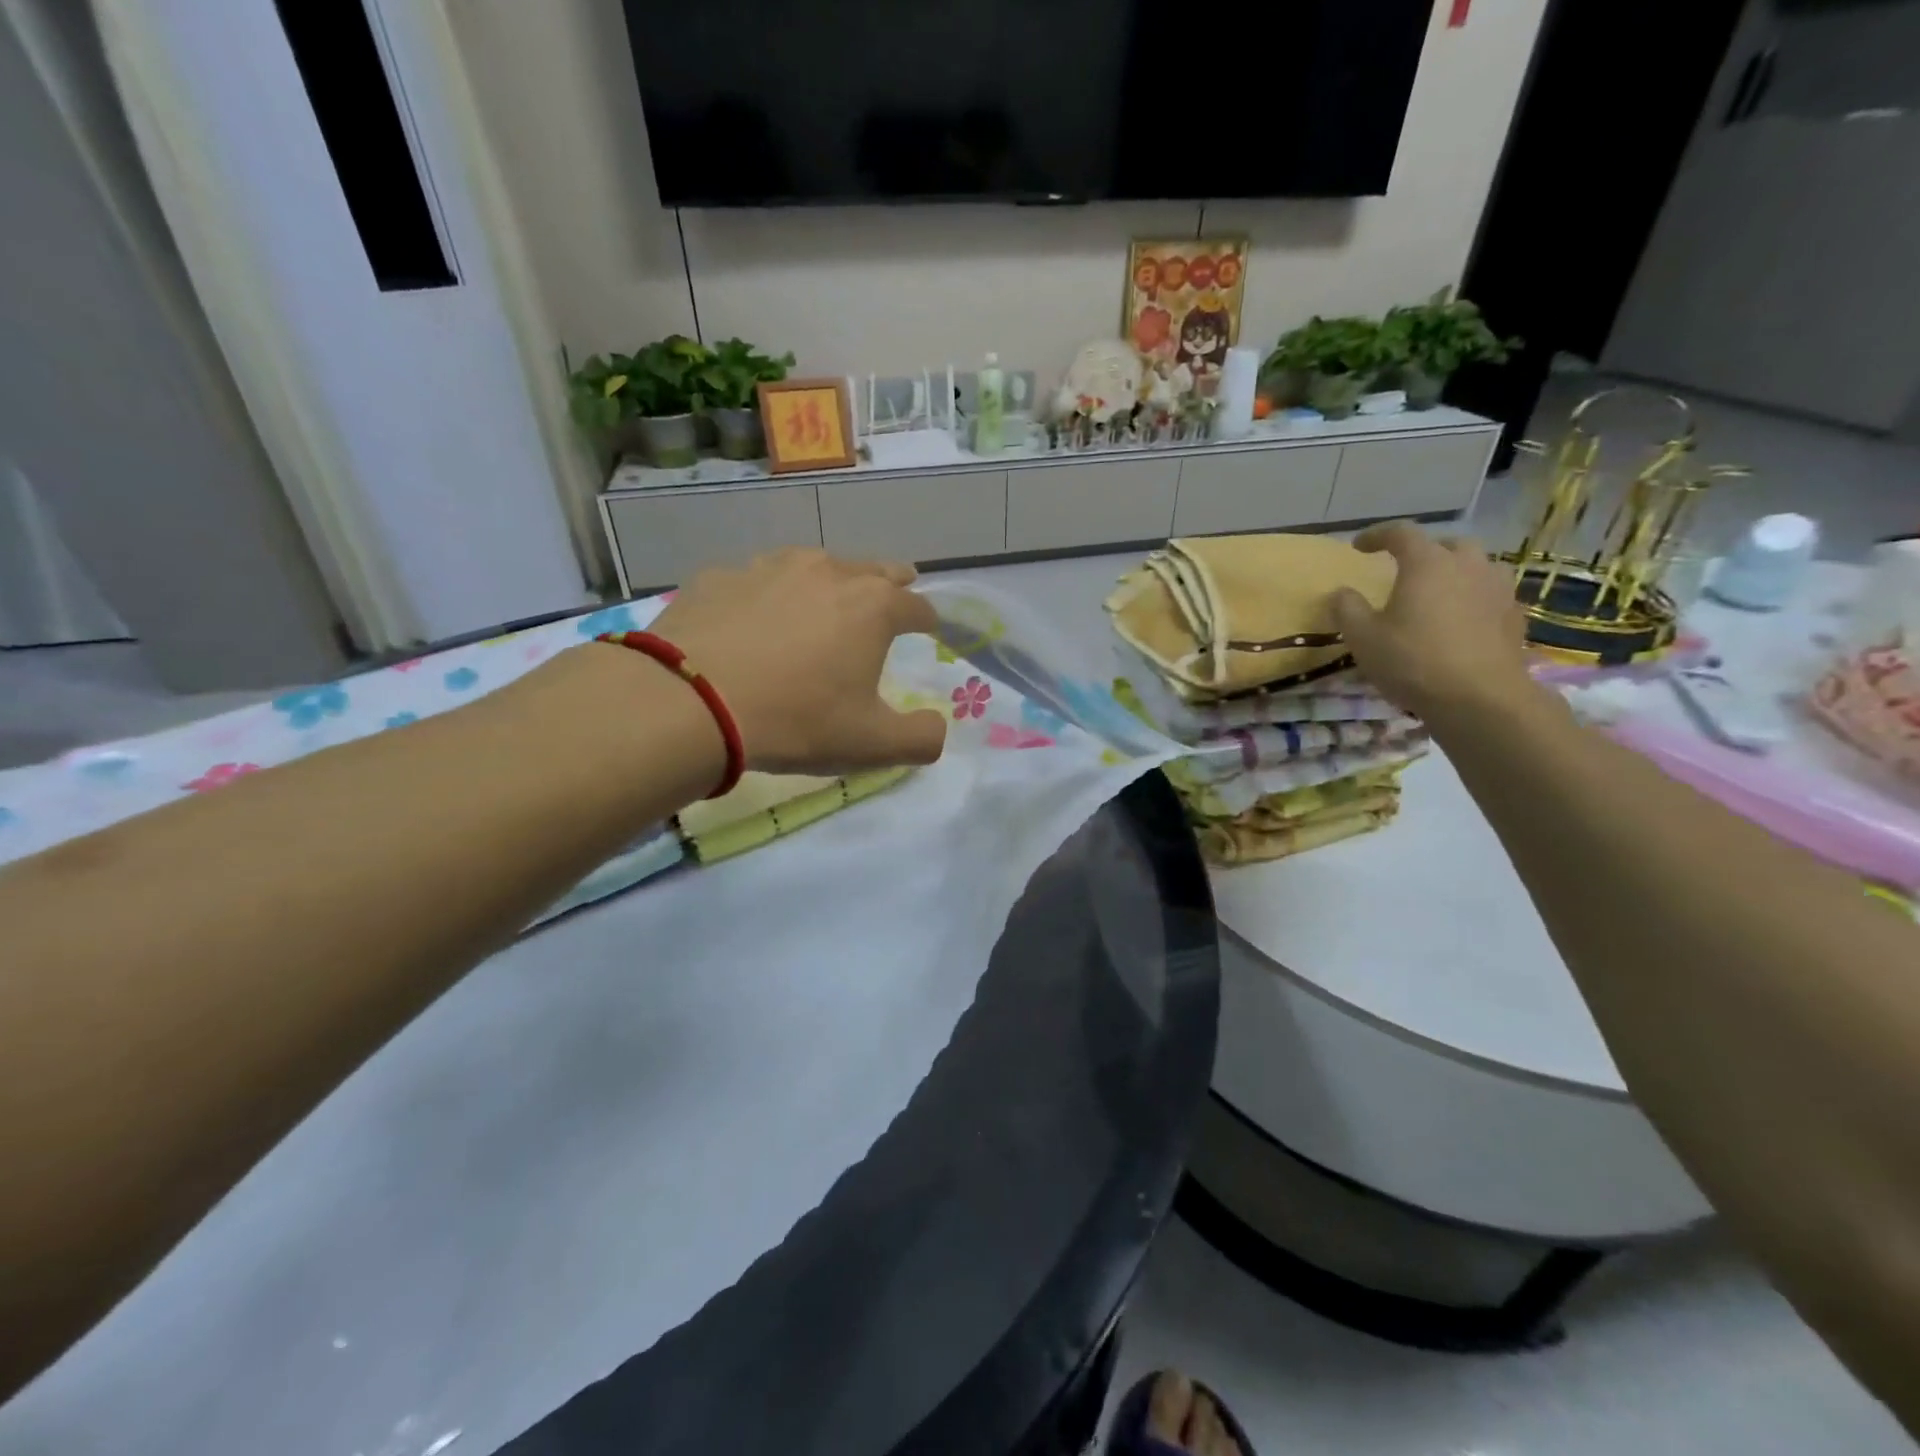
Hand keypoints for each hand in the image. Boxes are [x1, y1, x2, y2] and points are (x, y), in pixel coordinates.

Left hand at [644, 548, 946, 774]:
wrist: (690, 702)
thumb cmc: (796, 720)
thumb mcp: (872, 745)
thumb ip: (921, 738)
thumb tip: (938, 728)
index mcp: (873, 607)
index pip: (918, 606)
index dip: (928, 620)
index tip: (929, 630)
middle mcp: (827, 572)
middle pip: (874, 569)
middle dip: (890, 583)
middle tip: (894, 593)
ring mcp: (769, 567)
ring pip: (814, 565)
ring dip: (828, 582)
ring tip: (823, 602)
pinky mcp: (719, 576)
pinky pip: (756, 581)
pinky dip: (767, 595)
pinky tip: (754, 619)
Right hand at [1329, 521, 1535, 724]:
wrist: (1479, 698)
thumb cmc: (1412, 661)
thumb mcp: (1362, 638)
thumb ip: (1347, 609)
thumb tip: (1342, 592)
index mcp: (1427, 563)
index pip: (1401, 533)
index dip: (1377, 535)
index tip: (1359, 547)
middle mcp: (1467, 565)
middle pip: (1447, 544)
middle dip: (1424, 551)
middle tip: (1406, 569)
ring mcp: (1498, 589)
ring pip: (1478, 565)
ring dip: (1457, 571)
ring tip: (1440, 591)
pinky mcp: (1514, 616)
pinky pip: (1493, 594)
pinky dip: (1475, 597)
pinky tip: (1464, 620)